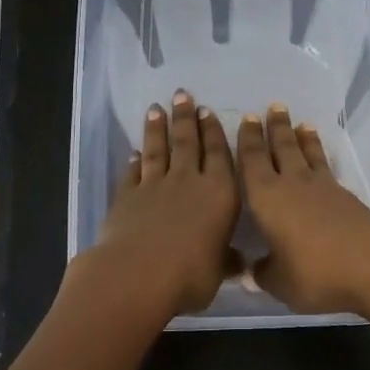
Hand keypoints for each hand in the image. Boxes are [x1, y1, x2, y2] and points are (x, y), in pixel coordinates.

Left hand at [62, 91, 240, 323]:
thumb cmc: (191, 274)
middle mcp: (189, 181)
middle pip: (188, 143)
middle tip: (183, 95)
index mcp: (220, 194)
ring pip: (159, 150)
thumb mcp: (218, 271)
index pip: (220, 155)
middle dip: (186, 118)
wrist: (139, 274)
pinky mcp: (128, 196)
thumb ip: (226, 261)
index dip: (214, 132)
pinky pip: (133, 173)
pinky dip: (135, 161)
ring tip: (157, 108)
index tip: (208, 111)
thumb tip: (240, 263)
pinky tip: (135, 152)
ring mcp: (155, 186)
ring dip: (158, 129)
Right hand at [237, 103, 369, 317]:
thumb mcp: (281, 282)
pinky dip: (320, 156)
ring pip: (307, 154)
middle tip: (274, 107)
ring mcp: (322, 188)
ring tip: (300, 122)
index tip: (247, 118)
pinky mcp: (345, 197)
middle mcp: (291, 184)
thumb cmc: (315, 271)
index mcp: (266, 198)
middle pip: (282, 148)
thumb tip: (249, 272)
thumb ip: (264, 274)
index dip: (248, 140)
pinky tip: (321, 159)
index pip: (252, 161)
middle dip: (276, 128)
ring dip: (302, 137)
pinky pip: (326, 167)